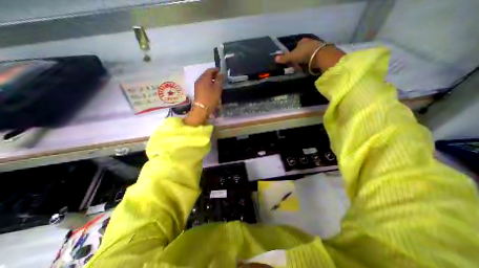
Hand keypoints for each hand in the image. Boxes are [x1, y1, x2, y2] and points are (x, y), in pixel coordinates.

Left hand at [184, 67, 223, 124]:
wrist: (201, 109)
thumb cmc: (211, 98)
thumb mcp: (217, 89)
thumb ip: (219, 80)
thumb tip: (221, 74)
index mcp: (204, 78)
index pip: (210, 70)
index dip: (216, 70)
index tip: (221, 72)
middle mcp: (199, 79)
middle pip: (206, 74)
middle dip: (213, 74)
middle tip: (220, 77)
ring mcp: (197, 85)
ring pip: (204, 79)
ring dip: (210, 79)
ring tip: (216, 83)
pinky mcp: (197, 90)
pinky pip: (203, 83)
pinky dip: (207, 83)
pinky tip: (211, 88)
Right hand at [275, 38, 322, 65]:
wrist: (320, 55)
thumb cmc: (303, 54)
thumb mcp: (291, 57)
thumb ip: (284, 58)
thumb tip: (275, 58)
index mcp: (301, 41)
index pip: (296, 46)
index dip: (293, 52)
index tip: (292, 59)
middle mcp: (309, 41)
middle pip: (303, 49)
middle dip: (300, 55)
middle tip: (298, 63)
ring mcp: (317, 45)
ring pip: (309, 52)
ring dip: (306, 58)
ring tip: (304, 65)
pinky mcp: (323, 51)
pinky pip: (315, 56)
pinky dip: (312, 60)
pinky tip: (310, 64)